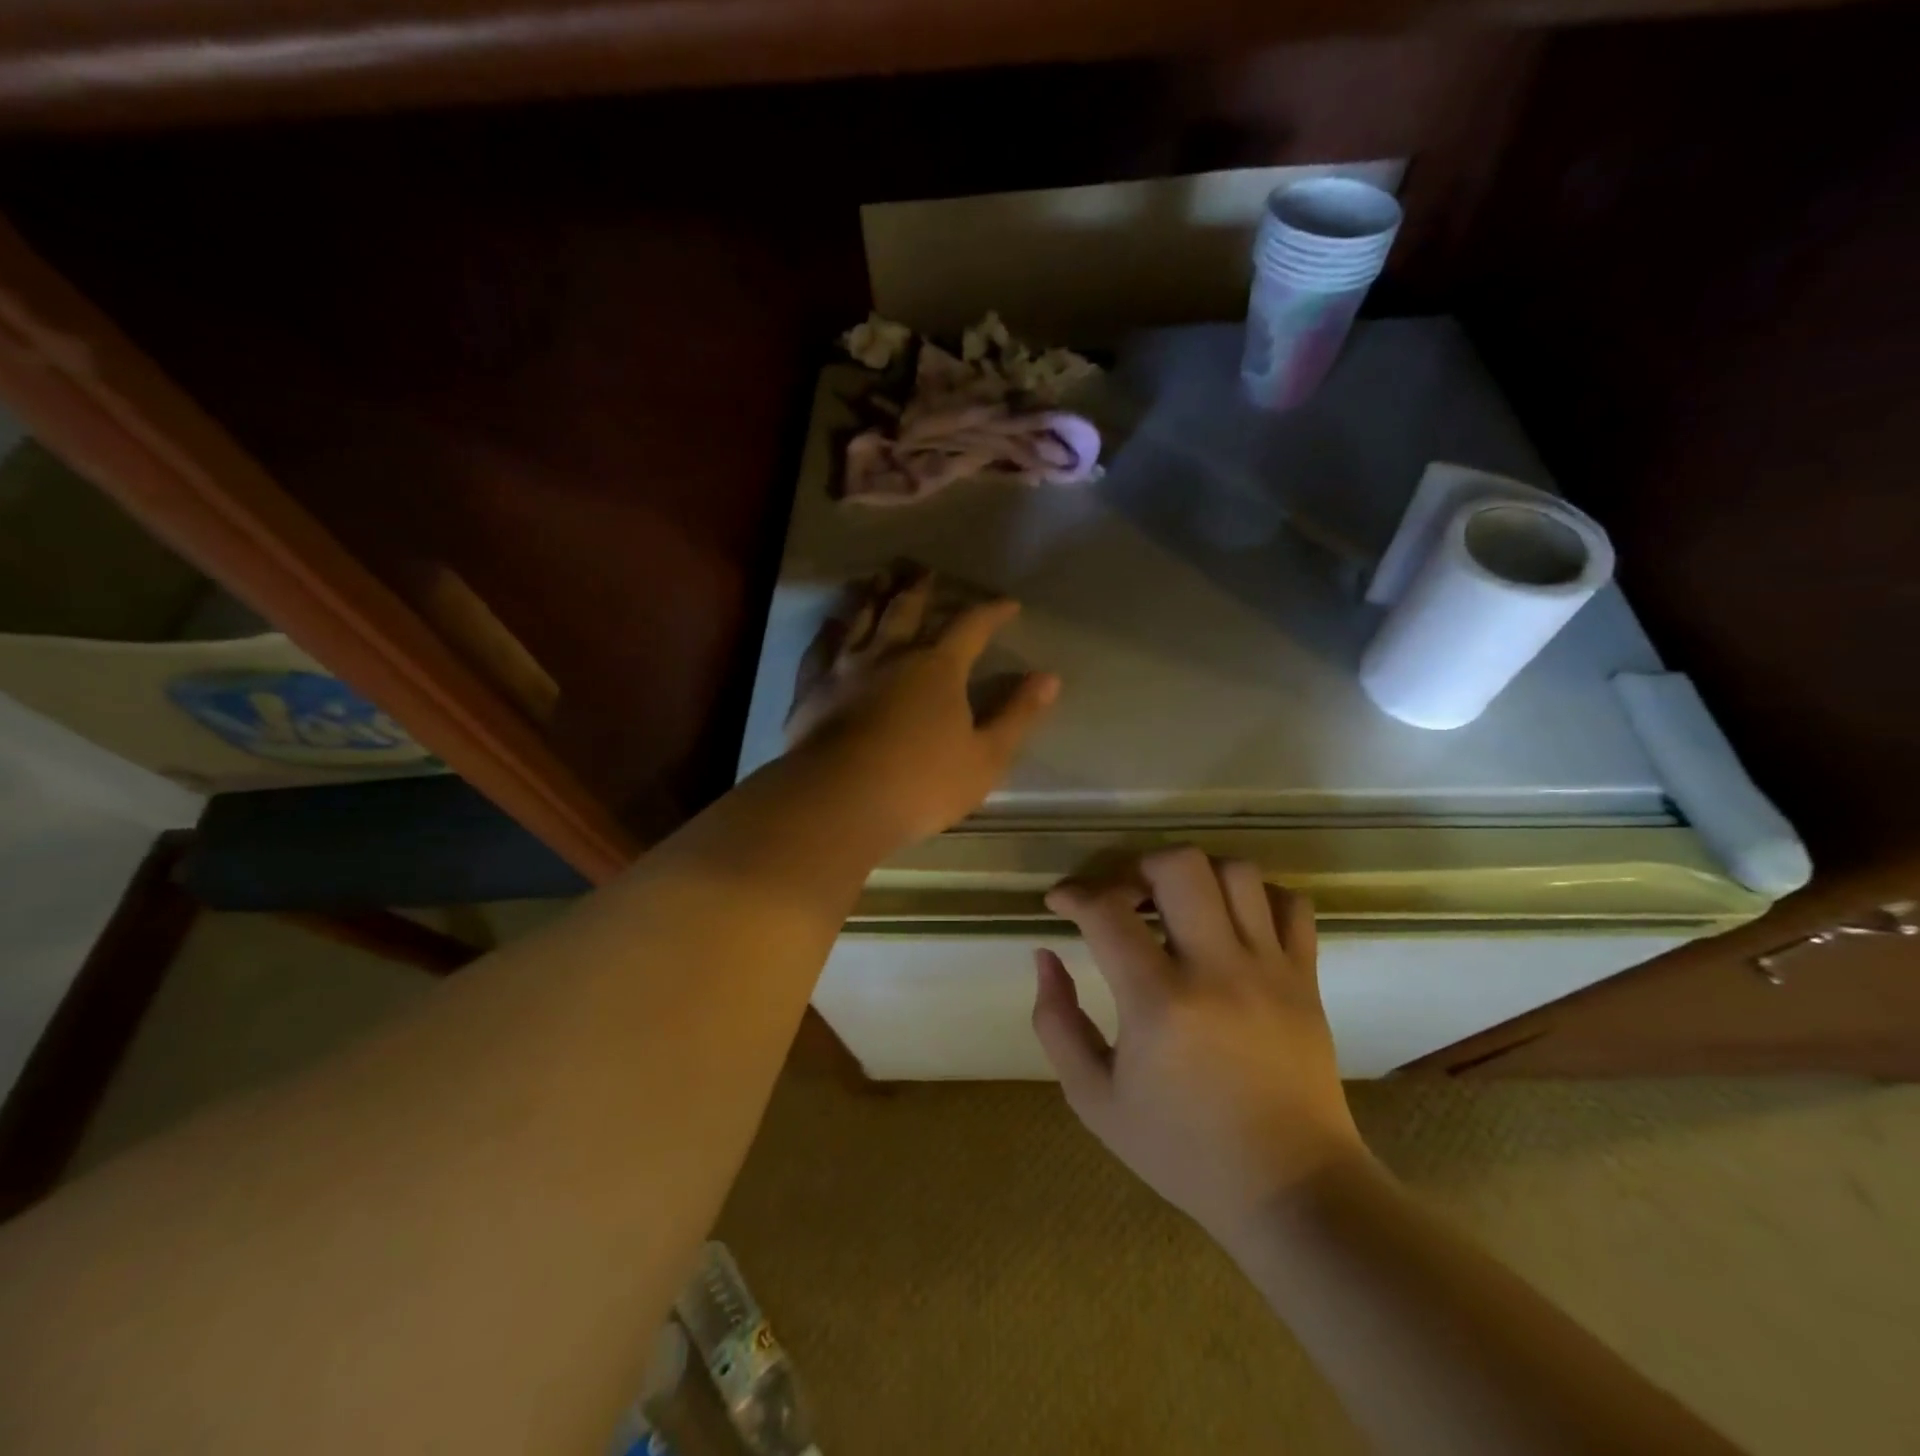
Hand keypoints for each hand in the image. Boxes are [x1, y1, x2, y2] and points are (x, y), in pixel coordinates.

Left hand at [786, 565, 1058, 849]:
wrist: (838, 801)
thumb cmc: (921, 784)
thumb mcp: (986, 758)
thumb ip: (1017, 715)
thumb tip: (1049, 678)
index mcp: (937, 667)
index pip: (970, 626)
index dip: (991, 612)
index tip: (1007, 604)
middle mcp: (890, 654)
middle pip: (907, 608)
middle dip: (920, 588)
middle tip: (924, 570)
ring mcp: (845, 668)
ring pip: (861, 617)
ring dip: (873, 594)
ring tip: (879, 578)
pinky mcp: (812, 688)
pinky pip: (821, 647)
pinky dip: (829, 630)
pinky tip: (830, 624)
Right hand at [1032, 848, 1371, 1248]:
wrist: (1291, 1191)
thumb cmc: (1183, 1151)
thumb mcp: (1095, 1100)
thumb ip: (1056, 1023)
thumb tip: (1046, 956)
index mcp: (1159, 1004)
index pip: (1107, 911)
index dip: (1074, 894)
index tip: (1060, 903)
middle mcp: (1217, 970)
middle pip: (1180, 866)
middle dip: (1138, 867)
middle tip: (1124, 899)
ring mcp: (1270, 970)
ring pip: (1237, 872)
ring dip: (1195, 876)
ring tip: (1176, 907)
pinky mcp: (1306, 979)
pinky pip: (1291, 904)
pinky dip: (1257, 897)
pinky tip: (1232, 923)